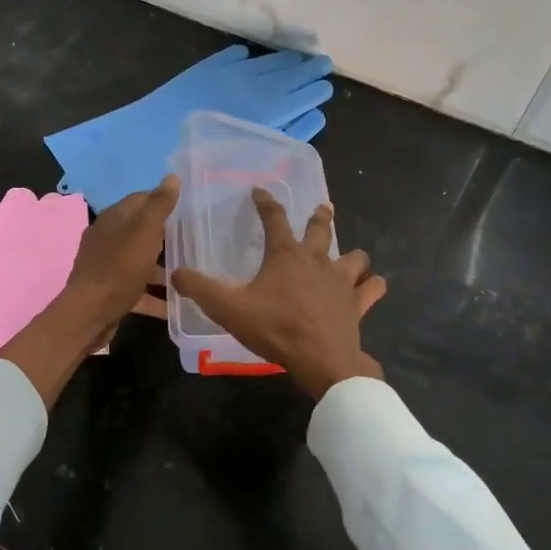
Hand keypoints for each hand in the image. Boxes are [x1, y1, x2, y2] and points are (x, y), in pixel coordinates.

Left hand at [62, 175, 179, 327]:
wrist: (89, 314)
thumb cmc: (120, 268)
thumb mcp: (144, 232)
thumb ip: (159, 205)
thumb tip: (172, 176)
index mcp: (114, 218)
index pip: (141, 199)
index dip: (164, 201)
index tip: (190, 210)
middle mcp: (108, 238)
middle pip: (141, 230)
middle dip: (167, 234)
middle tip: (195, 241)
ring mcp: (108, 265)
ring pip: (140, 260)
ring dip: (163, 266)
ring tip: (192, 272)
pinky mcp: (111, 291)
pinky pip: (138, 287)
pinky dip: (155, 293)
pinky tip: (176, 303)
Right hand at [170, 188, 386, 400]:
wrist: (321, 360)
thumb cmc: (275, 329)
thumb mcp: (229, 309)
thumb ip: (201, 289)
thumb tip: (176, 271)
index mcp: (285, 254)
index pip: (273, 217)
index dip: (265, 201)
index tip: (259, 190)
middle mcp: (316, 259)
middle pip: (321, 228)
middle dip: (319, 215)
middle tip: (322, 207)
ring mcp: (341, 280)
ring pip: (355, 256)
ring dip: (352, 254)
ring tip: (349, 256)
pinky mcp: (357, 303)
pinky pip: (373, 288)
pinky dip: (373, 285)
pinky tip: (374, 285)